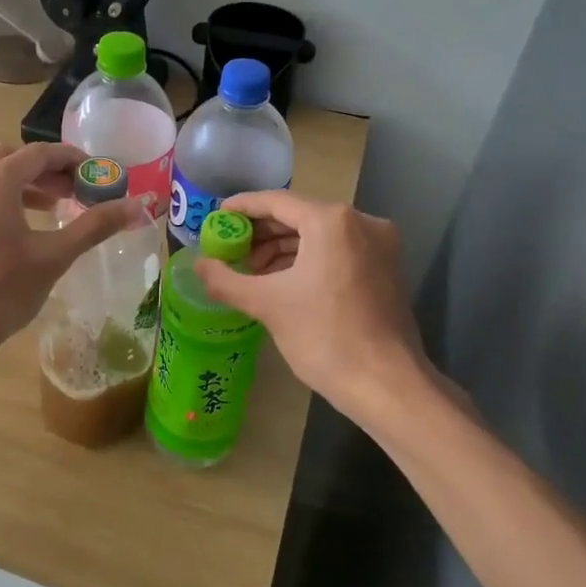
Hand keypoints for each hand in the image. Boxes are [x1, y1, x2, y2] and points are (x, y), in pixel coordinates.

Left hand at [0, 144, 139, 366]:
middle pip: (10, 159)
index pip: (40, 153)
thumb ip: (94, 226)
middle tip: (72, 192)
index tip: (95, 174)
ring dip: (18, 186)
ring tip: (46, 211)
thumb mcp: (53, 258)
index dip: (72, 159)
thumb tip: (136, 206)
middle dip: (44, 171)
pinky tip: (7, 235)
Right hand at [196, 191, 428, 424]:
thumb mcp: (267, 304)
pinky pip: (338, 250)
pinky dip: (309, 259)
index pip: (276, 202)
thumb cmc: (324, 337)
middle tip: (231, 249)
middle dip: (262, 232)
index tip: (216, 218)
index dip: (242, 208)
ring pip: (320, 233)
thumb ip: (226, 280)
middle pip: (299, 214)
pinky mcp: (386, 267)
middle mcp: (361, 221)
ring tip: (253, 270)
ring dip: (284, 247)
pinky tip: (285, 281)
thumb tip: (198, 265)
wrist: (387, 385)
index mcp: (332, 221)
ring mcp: (379, 244)